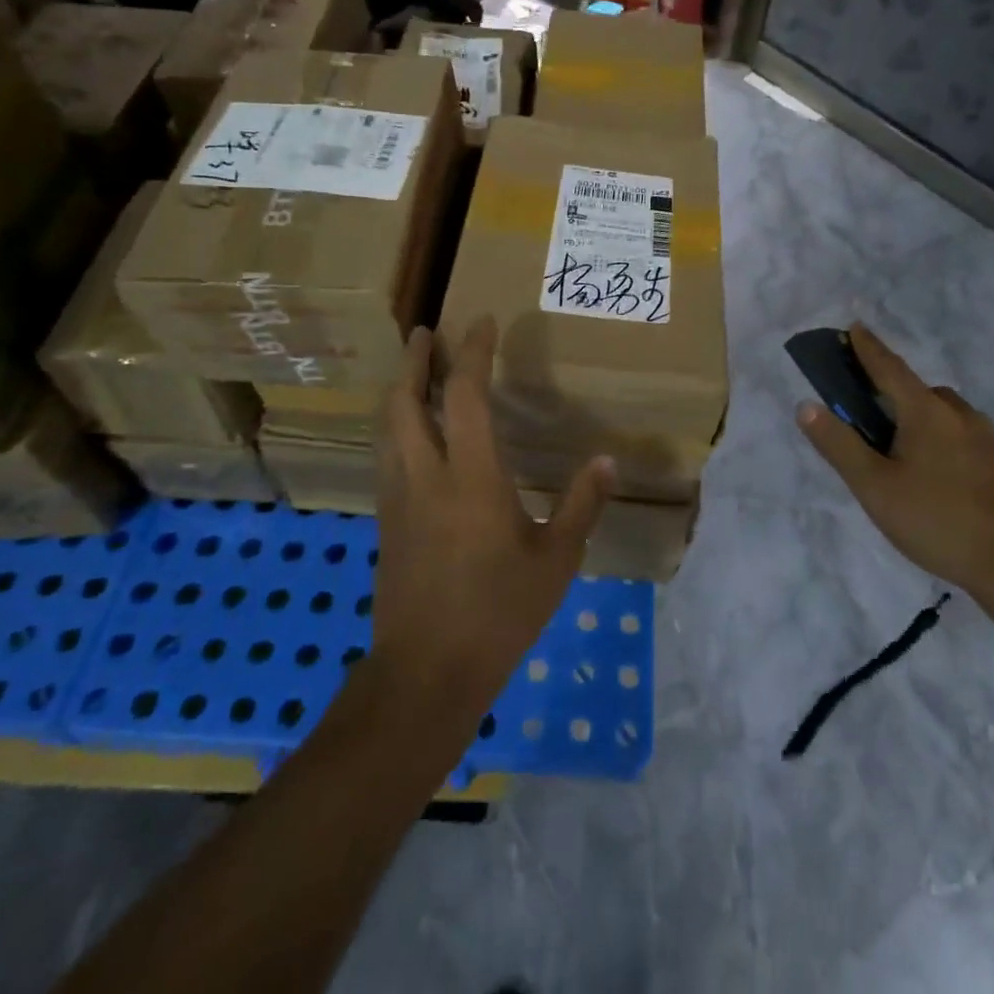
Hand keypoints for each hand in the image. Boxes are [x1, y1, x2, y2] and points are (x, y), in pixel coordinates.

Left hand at [372, 319, 614, 720]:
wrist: (427, 672)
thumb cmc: (499, 612)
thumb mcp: (556, 560)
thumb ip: (581, 505)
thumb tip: (607, 462)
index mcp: (471, 476)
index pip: (465, 395)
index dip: (473, 352)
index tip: (483, 322)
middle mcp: (426, 474)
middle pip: (405, 400)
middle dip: (415, 360)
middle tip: (427, 333)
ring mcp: (398, 497)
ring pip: (387, 427)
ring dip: (399, 390)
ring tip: (413, 371)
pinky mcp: (386, 521)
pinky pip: (386, 455)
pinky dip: (395, 426)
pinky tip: (409, 434)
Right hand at [795, 323, 993, 602]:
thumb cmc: (939, 521)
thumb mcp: (875, 487)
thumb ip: (839, 445)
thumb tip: (807, 405)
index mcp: (926, 412)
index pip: (889, 368)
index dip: (868, 348)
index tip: (854, 326)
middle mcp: (961, 415)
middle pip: (919, 392)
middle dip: (893, 394)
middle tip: (871, 420)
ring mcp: (990, 439)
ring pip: (946, 415)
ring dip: (921, 420)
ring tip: (904, 458)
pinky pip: (966, 438)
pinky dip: (945, 442)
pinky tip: (941, 480)